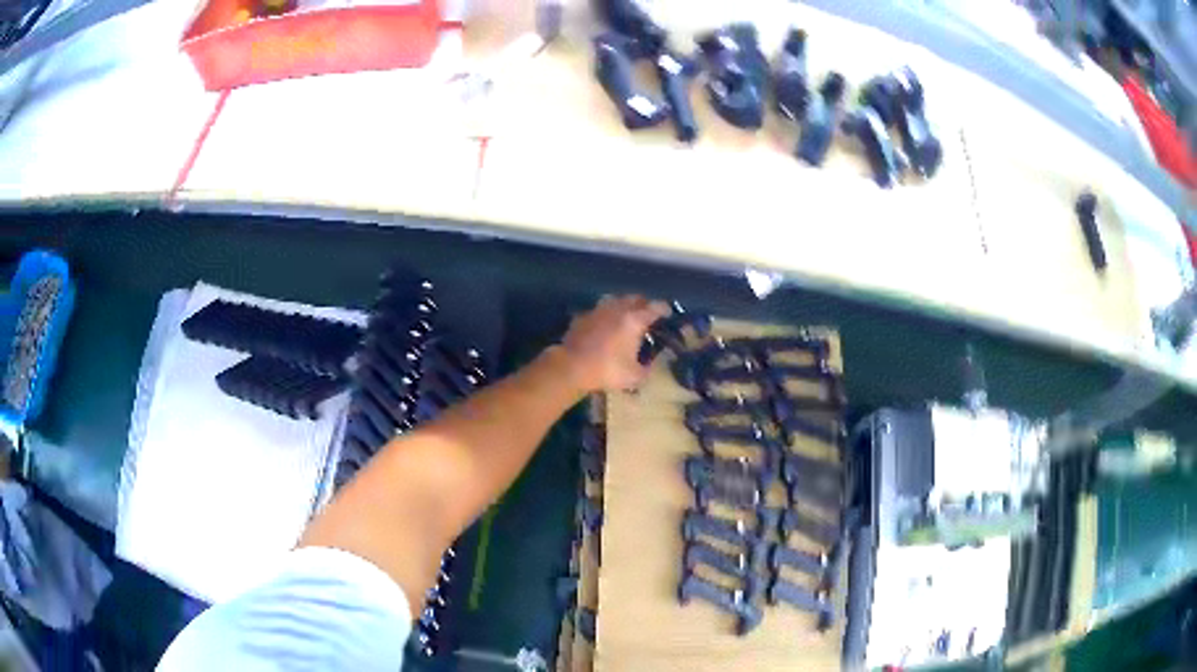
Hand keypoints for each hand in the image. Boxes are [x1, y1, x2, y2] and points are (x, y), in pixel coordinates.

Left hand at [557, 295, 670, 392]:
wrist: (571, 366)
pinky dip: (605, 315)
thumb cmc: (607, 370)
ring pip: (616, 300)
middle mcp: (618, 309)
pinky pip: (599, 310)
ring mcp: (598, 310)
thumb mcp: (634, 376)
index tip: (668, 313)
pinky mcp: (583, 316)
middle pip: (636, 298)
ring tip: (626, 316)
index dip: (664, 309)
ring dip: (624, 305)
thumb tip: (649, 364)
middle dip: (644, 304)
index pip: (655, 307)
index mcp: (634, 320)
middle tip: (648, 315)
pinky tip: (604, 324)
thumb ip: (647, 368)